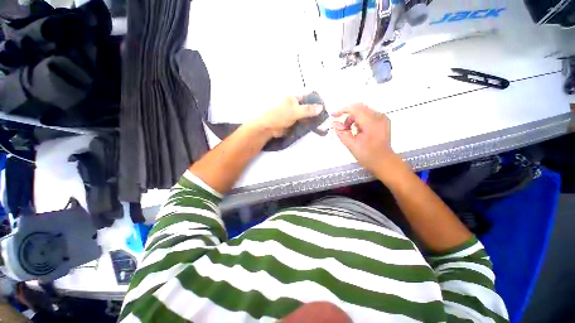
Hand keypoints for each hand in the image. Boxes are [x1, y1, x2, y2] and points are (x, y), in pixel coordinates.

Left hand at [252, 96, 323, 137]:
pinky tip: (312, 127)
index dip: (316, 99)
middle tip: (324, 117)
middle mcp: (293, 104)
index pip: (307, 95)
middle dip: (314, 111)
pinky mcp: (291, 122)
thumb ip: (308, 109)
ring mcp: (292, 114)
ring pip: (304, 115)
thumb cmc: (278, 115)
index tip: (324, 106)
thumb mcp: (294, 111)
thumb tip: (321, 107)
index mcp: (292, 97)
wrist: (267, 128)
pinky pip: (301, 122)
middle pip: (306, 106)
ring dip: (311, 119)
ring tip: (321, 123)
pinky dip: (306, 124)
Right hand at [332, 103, 396, 173]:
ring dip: (353, 118)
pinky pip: (368, 115)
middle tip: (342, 128)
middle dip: (348, 116)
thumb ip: (342, 133)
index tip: (334, 115)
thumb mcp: (351, 146)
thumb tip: (335, 124)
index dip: (342, 110)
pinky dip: (360, 120)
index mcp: (372, 123)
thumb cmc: (368, 156)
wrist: (384, 162)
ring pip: (363, 111)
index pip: (355, 109)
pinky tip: (358, 130)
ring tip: (350, 131)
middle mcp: (379, 117)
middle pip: (359, 108)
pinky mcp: (383, 121)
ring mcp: (382, 118)